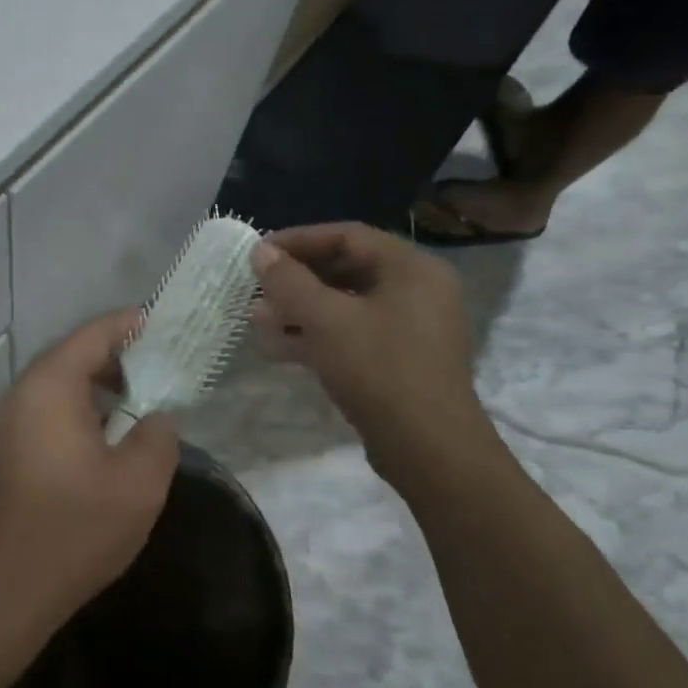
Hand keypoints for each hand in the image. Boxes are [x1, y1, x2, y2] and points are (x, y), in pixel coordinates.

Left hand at [0, 312, 179, 637]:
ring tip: (140, 402)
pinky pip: (48, 411)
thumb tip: (156, 416)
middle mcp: (23, 393)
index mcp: (51, 385)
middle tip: (161, 367)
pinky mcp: (6, 450)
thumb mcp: (138, 483)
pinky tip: (106, 439)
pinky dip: (80, 409)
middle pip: (74, 355)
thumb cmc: (74, 529)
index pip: (94, 334)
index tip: (165, 326)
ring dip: (99, 386)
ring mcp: (9, 422)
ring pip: (60, 385)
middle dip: (119, 356)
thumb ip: (158, 435)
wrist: (4, 591)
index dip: (131, 325)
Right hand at [251, 224, 500, 491]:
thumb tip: (261, 250)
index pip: (347, 235)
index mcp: (411, 268)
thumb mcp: (326, 320)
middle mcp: (417, 289)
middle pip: (346, 268)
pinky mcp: (400, 360)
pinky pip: (353, 333)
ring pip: (345, 304)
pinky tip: (279, 347)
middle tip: (257, 288)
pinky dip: (317, 335)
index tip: (259, 252)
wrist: (430, 452)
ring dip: (300, 310)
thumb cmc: (380, 370)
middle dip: (296, 279)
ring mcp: (410, 327)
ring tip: (259, 320)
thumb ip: (289, 280)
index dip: (298, 240)